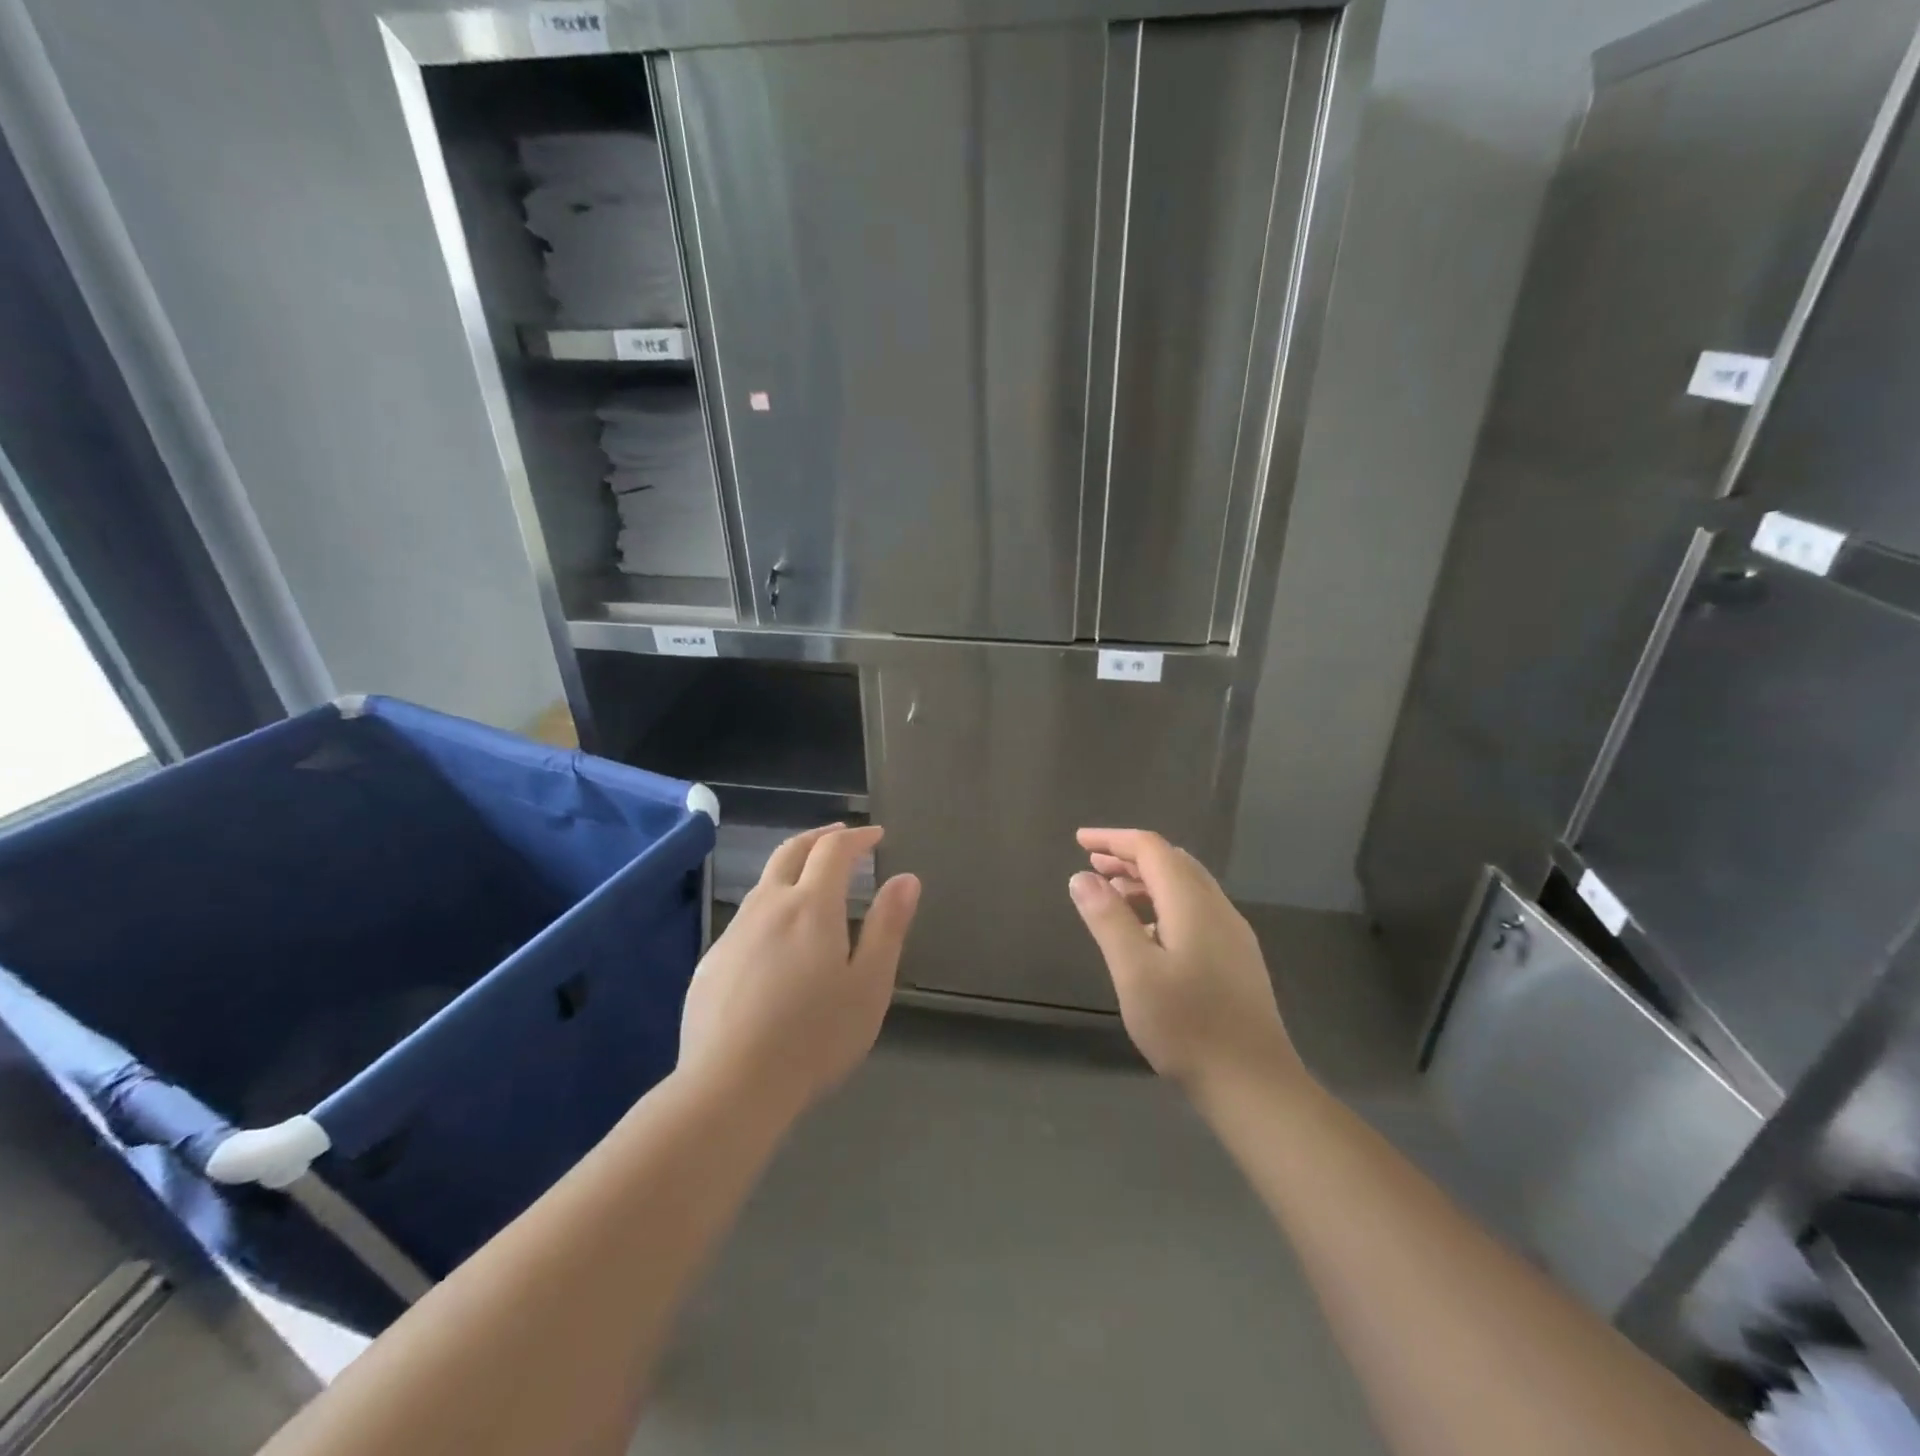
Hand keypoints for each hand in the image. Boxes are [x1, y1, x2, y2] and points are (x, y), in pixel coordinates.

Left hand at [679, 824, 919, 1118]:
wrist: (730, 1087)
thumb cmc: (814, 1037)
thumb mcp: (868, 985)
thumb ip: (887, 927)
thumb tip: (906, 878)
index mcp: (811, 906)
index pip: (834, 850)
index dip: (857, 838)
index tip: (876, 836)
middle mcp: (768, 906)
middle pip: (791, 852)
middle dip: (820, 838)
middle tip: (842, 837)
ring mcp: (734, 933)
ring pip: (764, 883)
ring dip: (792, 870)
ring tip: (813, 883)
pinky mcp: (711, 962)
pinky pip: (746, 919)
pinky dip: (771, 907)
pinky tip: (778, 940)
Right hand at [1068, 829, 1304, 1104]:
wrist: (1254, 1084)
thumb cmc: (1187, 1026)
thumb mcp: (1134, 971)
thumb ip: (1107, 919)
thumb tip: (1082, 876)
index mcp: (1192, 903)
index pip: (1151, 849)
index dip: (1113, 840)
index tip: (1079, 841)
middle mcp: (1217, 908)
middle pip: (1171, 862)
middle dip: (1130, 857)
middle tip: (1092, 867)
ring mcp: (1232, 934)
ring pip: (1186, 887)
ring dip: (1146, 881)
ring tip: (1111, 897)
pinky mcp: (1237, 958)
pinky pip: (1195, 910)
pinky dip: (1163, 904)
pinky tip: (1147, 934)